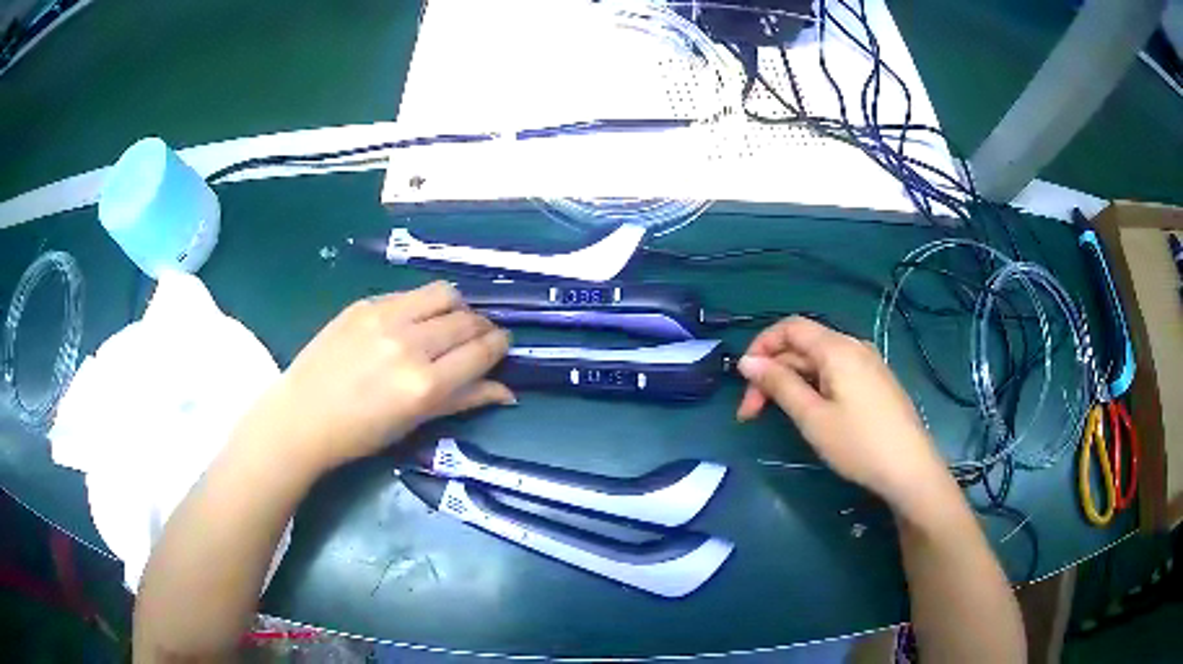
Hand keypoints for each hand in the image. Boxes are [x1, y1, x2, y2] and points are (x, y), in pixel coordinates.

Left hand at [239, 282, 512, 476]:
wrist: (303, 416)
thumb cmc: (361, 433)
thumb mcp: (415, 423)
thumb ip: (464, 401)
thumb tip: (507, 392)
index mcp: (425, 384)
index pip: (481, 350)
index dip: (499, 345)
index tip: (502, 345)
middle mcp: (410, 344)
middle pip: (467, 320)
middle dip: (482, 327)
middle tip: (479, 337)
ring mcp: (385, 318)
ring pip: (443, 293)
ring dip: (457, 307)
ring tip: (449, 322)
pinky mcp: (364, 304)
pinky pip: (410, 293)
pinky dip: (423, 304)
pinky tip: (413, 320)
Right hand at [735, 316, 948, 509]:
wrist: (910, 469)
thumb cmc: (858, 444)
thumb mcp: (812, 417)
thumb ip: (779, 385)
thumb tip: (747, 362)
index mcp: (837, 348)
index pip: (789, 327)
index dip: (761, 347)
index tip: (743, 382)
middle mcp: (853, 346)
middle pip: (802, 345)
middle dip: (772, 373)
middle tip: (751, 414)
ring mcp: (867, 363)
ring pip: (818, 360)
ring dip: (791, 381)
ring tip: (776, 415)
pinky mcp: (874, 381)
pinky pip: (835, 371)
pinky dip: (812, 385)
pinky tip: (809, 411)